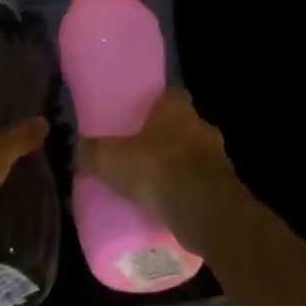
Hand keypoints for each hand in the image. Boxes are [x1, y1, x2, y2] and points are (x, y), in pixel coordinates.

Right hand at [76, 89, 247, 255]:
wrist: (205, 210)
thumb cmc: (157, 170)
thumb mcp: (110, 159)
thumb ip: (91, 152)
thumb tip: (78, 150)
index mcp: (178, 109)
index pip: (171, 95)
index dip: (156, 105)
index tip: (140, 118)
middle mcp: (203, 127)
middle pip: (184, 127)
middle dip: (167, 139)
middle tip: (142, 156)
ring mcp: (220, 159)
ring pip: (197, 157)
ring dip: (181, 168)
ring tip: (156, 187)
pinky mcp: (227, 189)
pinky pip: (205, 186)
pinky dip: (191, 194)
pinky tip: (173, 208)